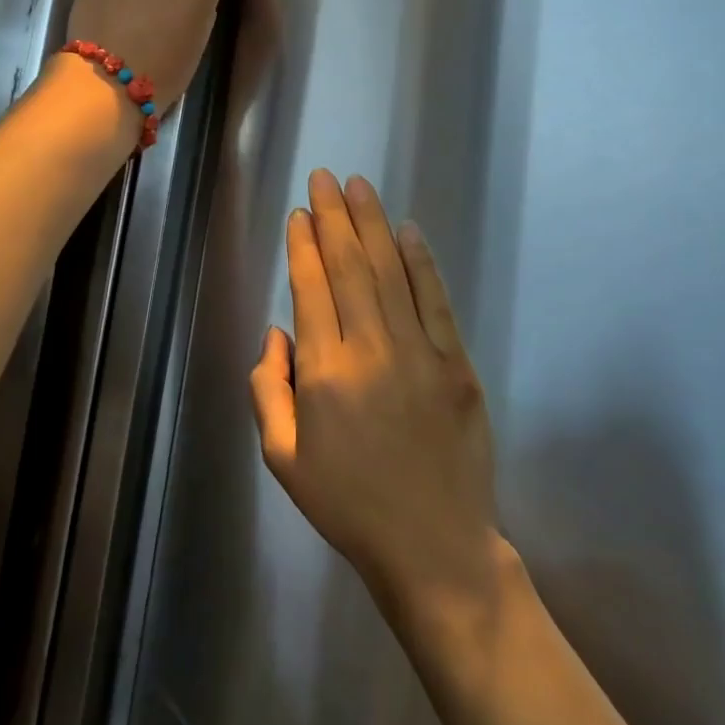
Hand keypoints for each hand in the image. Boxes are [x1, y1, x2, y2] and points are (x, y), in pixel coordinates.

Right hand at [250, 171, 502, 619]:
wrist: (433, 546)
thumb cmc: (348, 504)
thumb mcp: (282, 458)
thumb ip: (267, 389)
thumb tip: (278, 331)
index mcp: (324, 373)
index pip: (311, 288)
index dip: (303, 245)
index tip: (299, 213)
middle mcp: (370, 350)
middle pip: (349, 266)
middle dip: (334, 216)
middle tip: (325, 178)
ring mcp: (419, 352)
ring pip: (390, 272)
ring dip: (373, 224)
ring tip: (359, 186)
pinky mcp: (457, 363)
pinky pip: (435, 300)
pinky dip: (421, 261)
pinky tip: (407, 231)